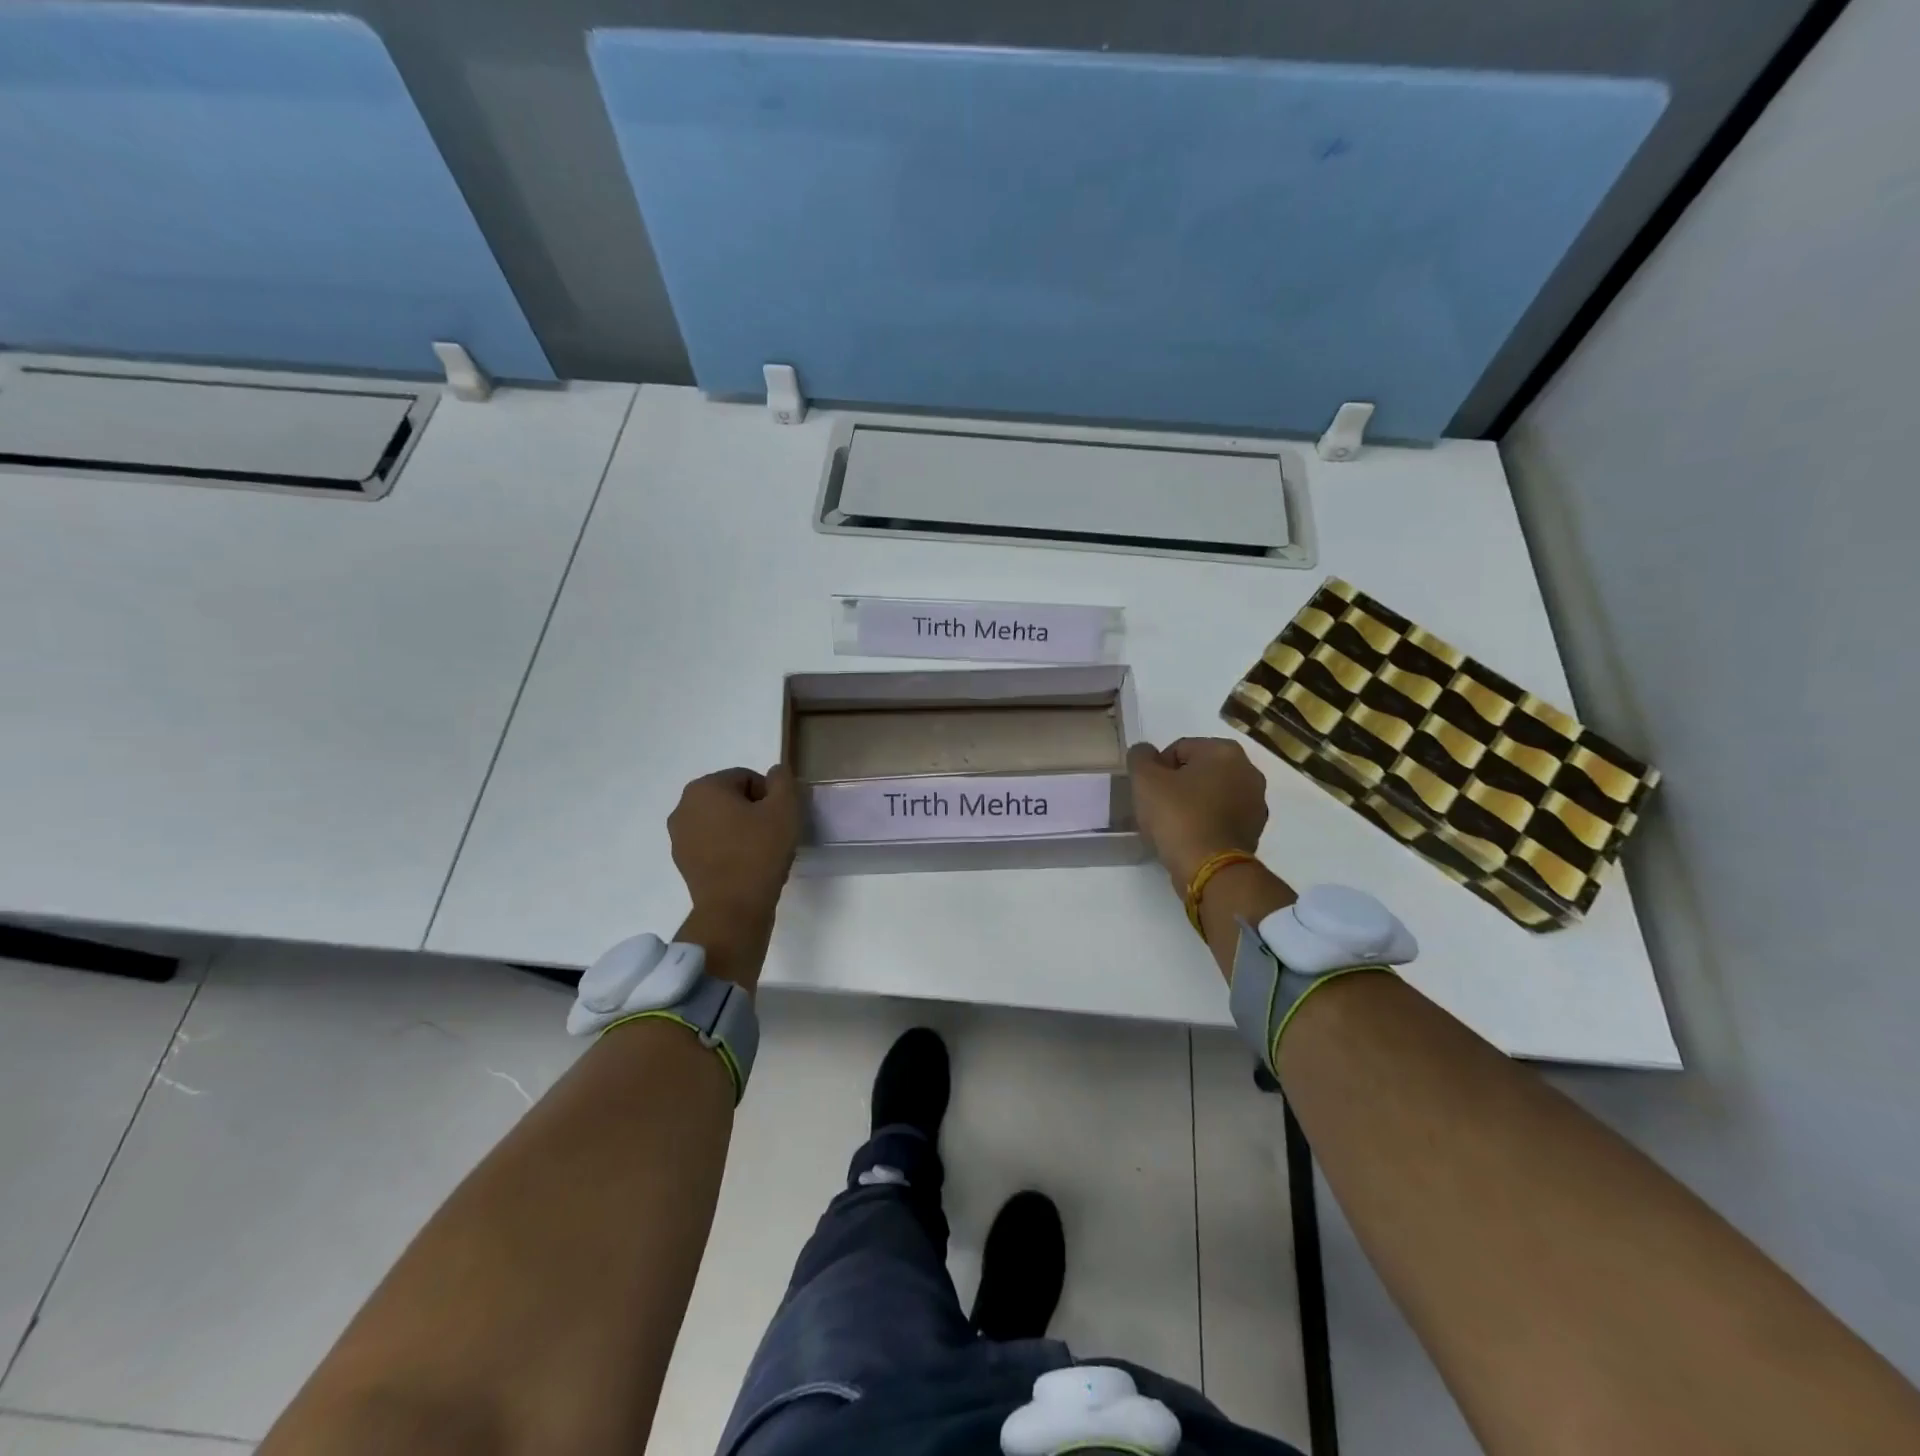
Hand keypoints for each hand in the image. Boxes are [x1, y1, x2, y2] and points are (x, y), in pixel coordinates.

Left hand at [668, 766, 800, 931]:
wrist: (734, 909)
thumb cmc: (760, 852)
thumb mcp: (785, 808)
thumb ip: (782, 780)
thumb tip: (775, 773)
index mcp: (704, 788)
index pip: (747, 778)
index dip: (770, 796)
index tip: (781, 819)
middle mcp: (683, 807)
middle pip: (731, 798)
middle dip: (753, 811)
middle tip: (773, 833)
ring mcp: (678, 837)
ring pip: (720, 821)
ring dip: (740, 829)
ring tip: (760, 851)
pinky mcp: (682, 862)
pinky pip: (711, 843)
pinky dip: (728, 848)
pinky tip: (745, 865)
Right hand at [1127, 737, 1270, 890]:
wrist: (1210, 868)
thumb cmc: (1177, 816)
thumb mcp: (1145, 780)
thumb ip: (1140, 756)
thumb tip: (1145, 753)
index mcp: (1225, 751)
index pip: (1179, 749)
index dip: (1157, 769)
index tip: (1149, 791)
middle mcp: (1248, 770)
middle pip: (1198, 770)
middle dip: (1177, 784)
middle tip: (1158, 807)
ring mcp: (1256, 801)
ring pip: (1212, 793)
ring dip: (1193, 802)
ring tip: (1173, 824)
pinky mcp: (1256, 829)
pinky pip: (1223, 816)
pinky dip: (1207, 821)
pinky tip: (1190, 837)